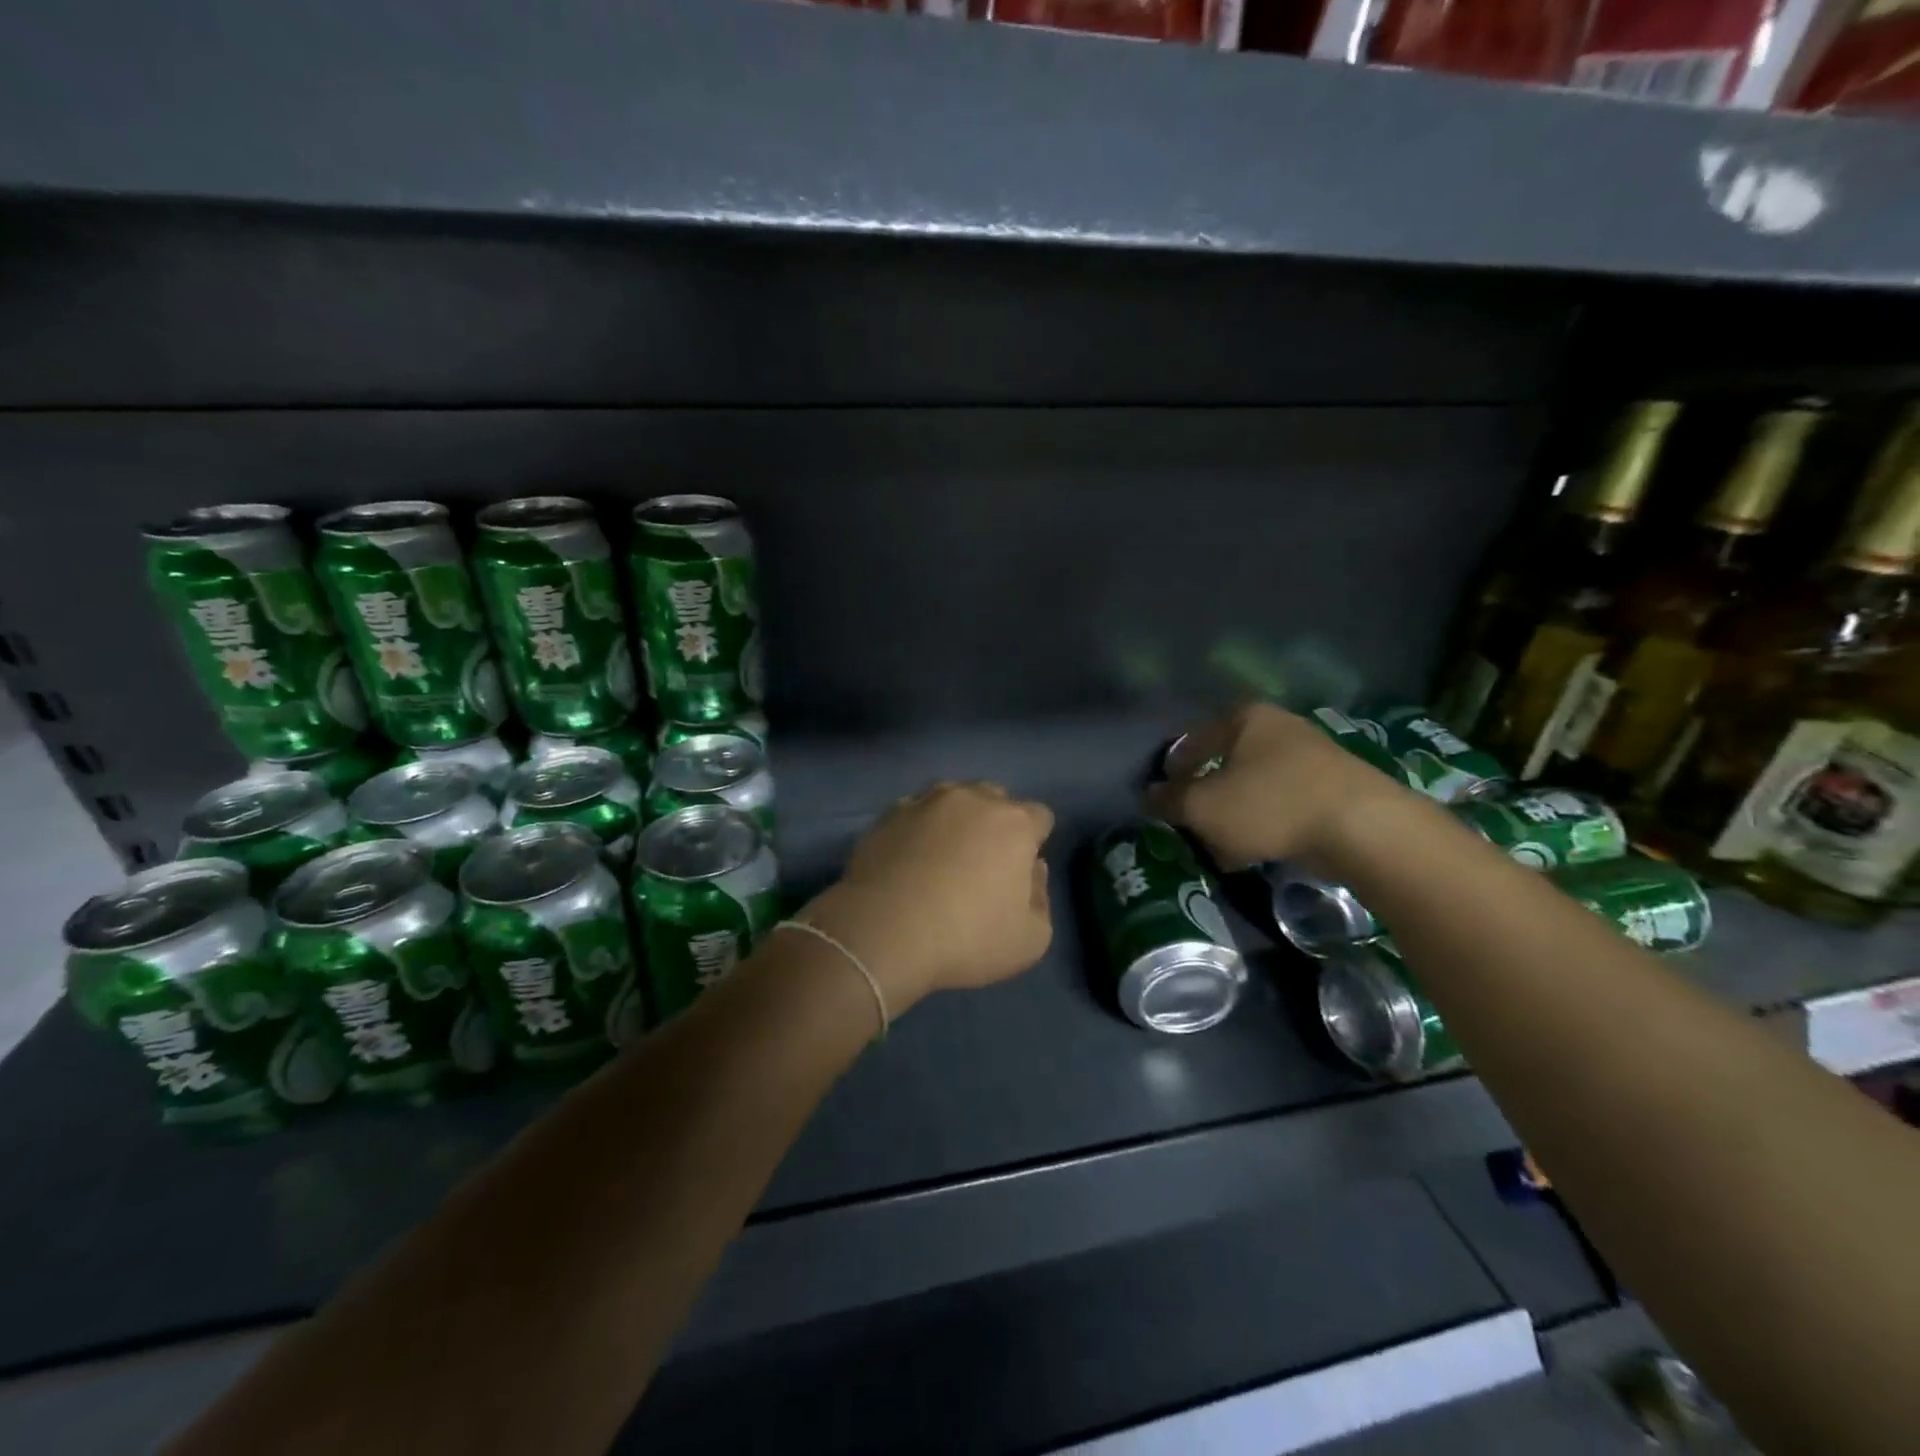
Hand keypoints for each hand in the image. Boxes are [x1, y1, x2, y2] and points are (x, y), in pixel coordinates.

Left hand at [801, 781, 1054, 1012]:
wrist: (884, 932)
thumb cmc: (967, 938)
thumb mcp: (1031, 940)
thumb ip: (1041, 898)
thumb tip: (1033, 870)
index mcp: (1015, 823)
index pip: (1040, 817)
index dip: (1034, 842)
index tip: (1021, 870)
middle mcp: (973, 799)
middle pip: (996, 798)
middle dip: (996, 822)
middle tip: (983, 862)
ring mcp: (926, 802)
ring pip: (952, 797)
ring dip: (956, 818)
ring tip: (943, 854)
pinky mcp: (889, 814)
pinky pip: (914, 811)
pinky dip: (918, 827)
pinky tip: (909, 858)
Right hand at [1144, 703, 1409, 869]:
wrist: (1363, 827)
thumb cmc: (1270, 804)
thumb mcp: (1203, 807)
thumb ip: (1169, 800)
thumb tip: (1148, 796)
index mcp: (1245, 718)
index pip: (1194, 739)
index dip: (1174, 768)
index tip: (1164, 795)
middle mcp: (1279, 727)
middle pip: (1227, 761)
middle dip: (1208, 792)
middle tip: (1192, 820)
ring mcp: (1313, 756)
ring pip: (1256, 785)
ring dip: (1236, 812)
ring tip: (1222, 843)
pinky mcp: (1336, 787)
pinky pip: (1284, 803)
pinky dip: (1266, 822)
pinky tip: (1258, 849)